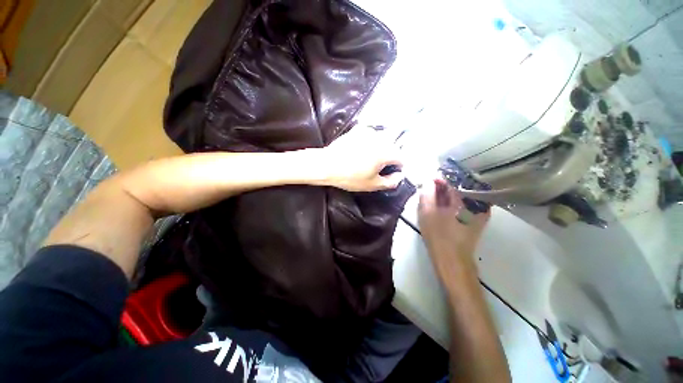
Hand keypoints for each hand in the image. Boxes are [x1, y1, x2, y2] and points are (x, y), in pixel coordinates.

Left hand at [320, 126, 404, 191]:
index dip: (397, 167)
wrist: (327, 165)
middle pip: (392, 148)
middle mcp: (380, 139)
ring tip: (366, 159)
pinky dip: (369, 141)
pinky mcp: (358, 130)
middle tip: (376, 167)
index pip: (401, 158)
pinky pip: (370, 135)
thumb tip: (399, 176)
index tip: (389, 172)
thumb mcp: (372, 185)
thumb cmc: (350, 177)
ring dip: (379, 148)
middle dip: (388, 157)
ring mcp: (368, 132)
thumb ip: (391, 182)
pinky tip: (360, 150)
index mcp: (386, 152)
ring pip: (381, 140)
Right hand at [418, 179, 489, 272]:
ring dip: (447, 195)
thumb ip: (427, 193)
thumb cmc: (438, 234)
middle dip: (442, 187)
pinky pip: (464, 204)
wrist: (452, 259)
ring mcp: (478, 212)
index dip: (438, 179)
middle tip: (429, 191)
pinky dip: (453, 203)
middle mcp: (475, 202)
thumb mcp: (427, 212)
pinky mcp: (477, 219)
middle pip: (457, 187)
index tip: (427, 181)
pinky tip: (444, 208)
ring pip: (461, 196)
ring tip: (435, 199)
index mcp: (463, 199)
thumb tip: (428, 180)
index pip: (451, 181)